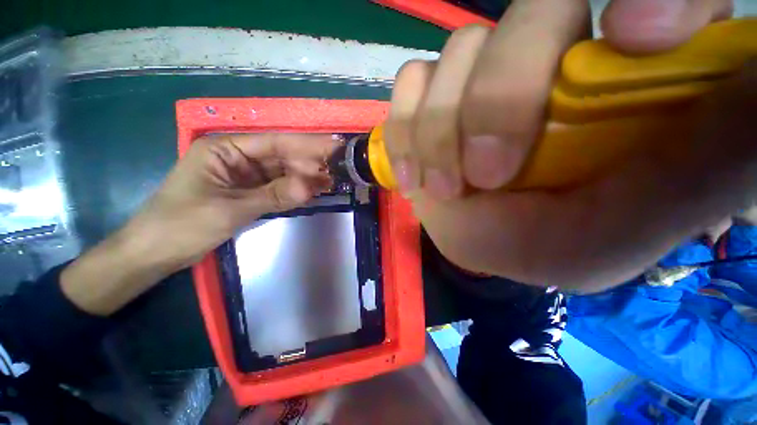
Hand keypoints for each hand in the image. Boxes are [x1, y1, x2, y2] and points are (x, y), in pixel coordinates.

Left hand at [127, 133, 336, 268]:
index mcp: (225, 149)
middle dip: (309, 164)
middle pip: (282, 157)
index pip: (274, 143)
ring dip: (306, 178)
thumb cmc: (181, 225)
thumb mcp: (229, 209)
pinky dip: (295, 190)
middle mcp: (237, 157)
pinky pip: (278, 188)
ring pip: (283, 173)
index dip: (306, 145)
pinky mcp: (249, 192)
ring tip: (332, 181)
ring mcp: (245, 176)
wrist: (155, 253)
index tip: (333, 146)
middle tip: (337, 169)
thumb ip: (273, 196)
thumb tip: (310, 187)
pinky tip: (313, 191)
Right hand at [385, 0, 753, 290]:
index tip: (637, 40)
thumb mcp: (627, 226)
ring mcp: (480, 72)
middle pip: (531, 13)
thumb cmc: (553, 243)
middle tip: (485, 177)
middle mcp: (553, 53)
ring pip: (457, 51)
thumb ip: (703, 168)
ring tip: (443, 189)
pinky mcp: (430, 98)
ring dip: (438, 130)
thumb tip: (750, 91)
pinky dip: (404, 128)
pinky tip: (411, 175)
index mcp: (627, 78)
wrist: (480, 240)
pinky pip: (409, 83)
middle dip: (496, 102)